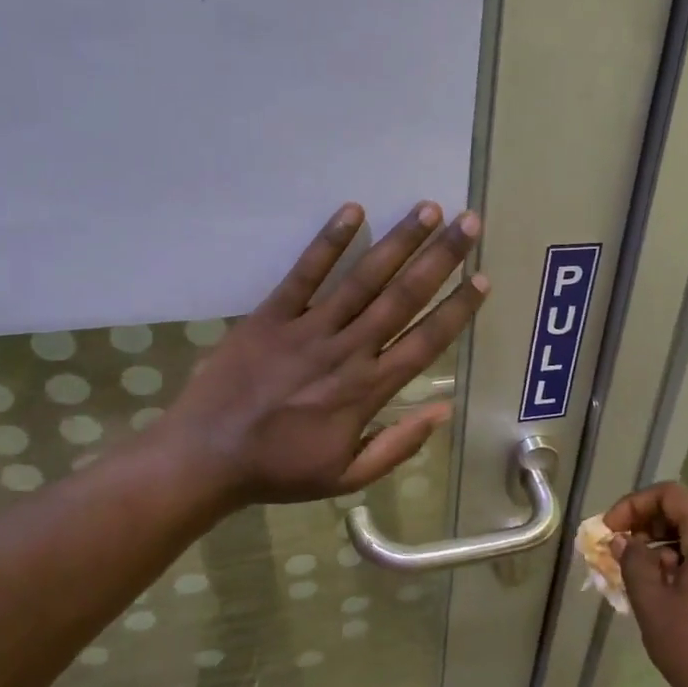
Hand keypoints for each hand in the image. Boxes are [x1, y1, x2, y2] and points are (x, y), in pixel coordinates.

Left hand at [149, 200, 486, 506]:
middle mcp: (346, 350)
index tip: (482, 279)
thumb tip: (443, 411)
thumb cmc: (280, 470)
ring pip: (363, 278)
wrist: (205, 458)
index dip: (457, 309)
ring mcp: (308, 328)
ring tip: (428, 209)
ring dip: (398, 241)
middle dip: (440, 258)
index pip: (425, 341)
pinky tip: (353, 210)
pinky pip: (304, 272)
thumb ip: (398, 445)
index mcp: (368, 390)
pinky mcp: (271, 314)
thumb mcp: (347, 477)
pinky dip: (329, 241)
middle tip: (469, 223)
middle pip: (403, 297)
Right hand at [607, 481, 687, 686]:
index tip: (611, 531)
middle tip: (622, 554)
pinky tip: (675, 599)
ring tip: (644, 581)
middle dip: (650, 527)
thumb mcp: (652, 605)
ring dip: (668, 549)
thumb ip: (633, 563)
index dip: (635, 505)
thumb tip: (625, 541)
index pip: (671, 495)